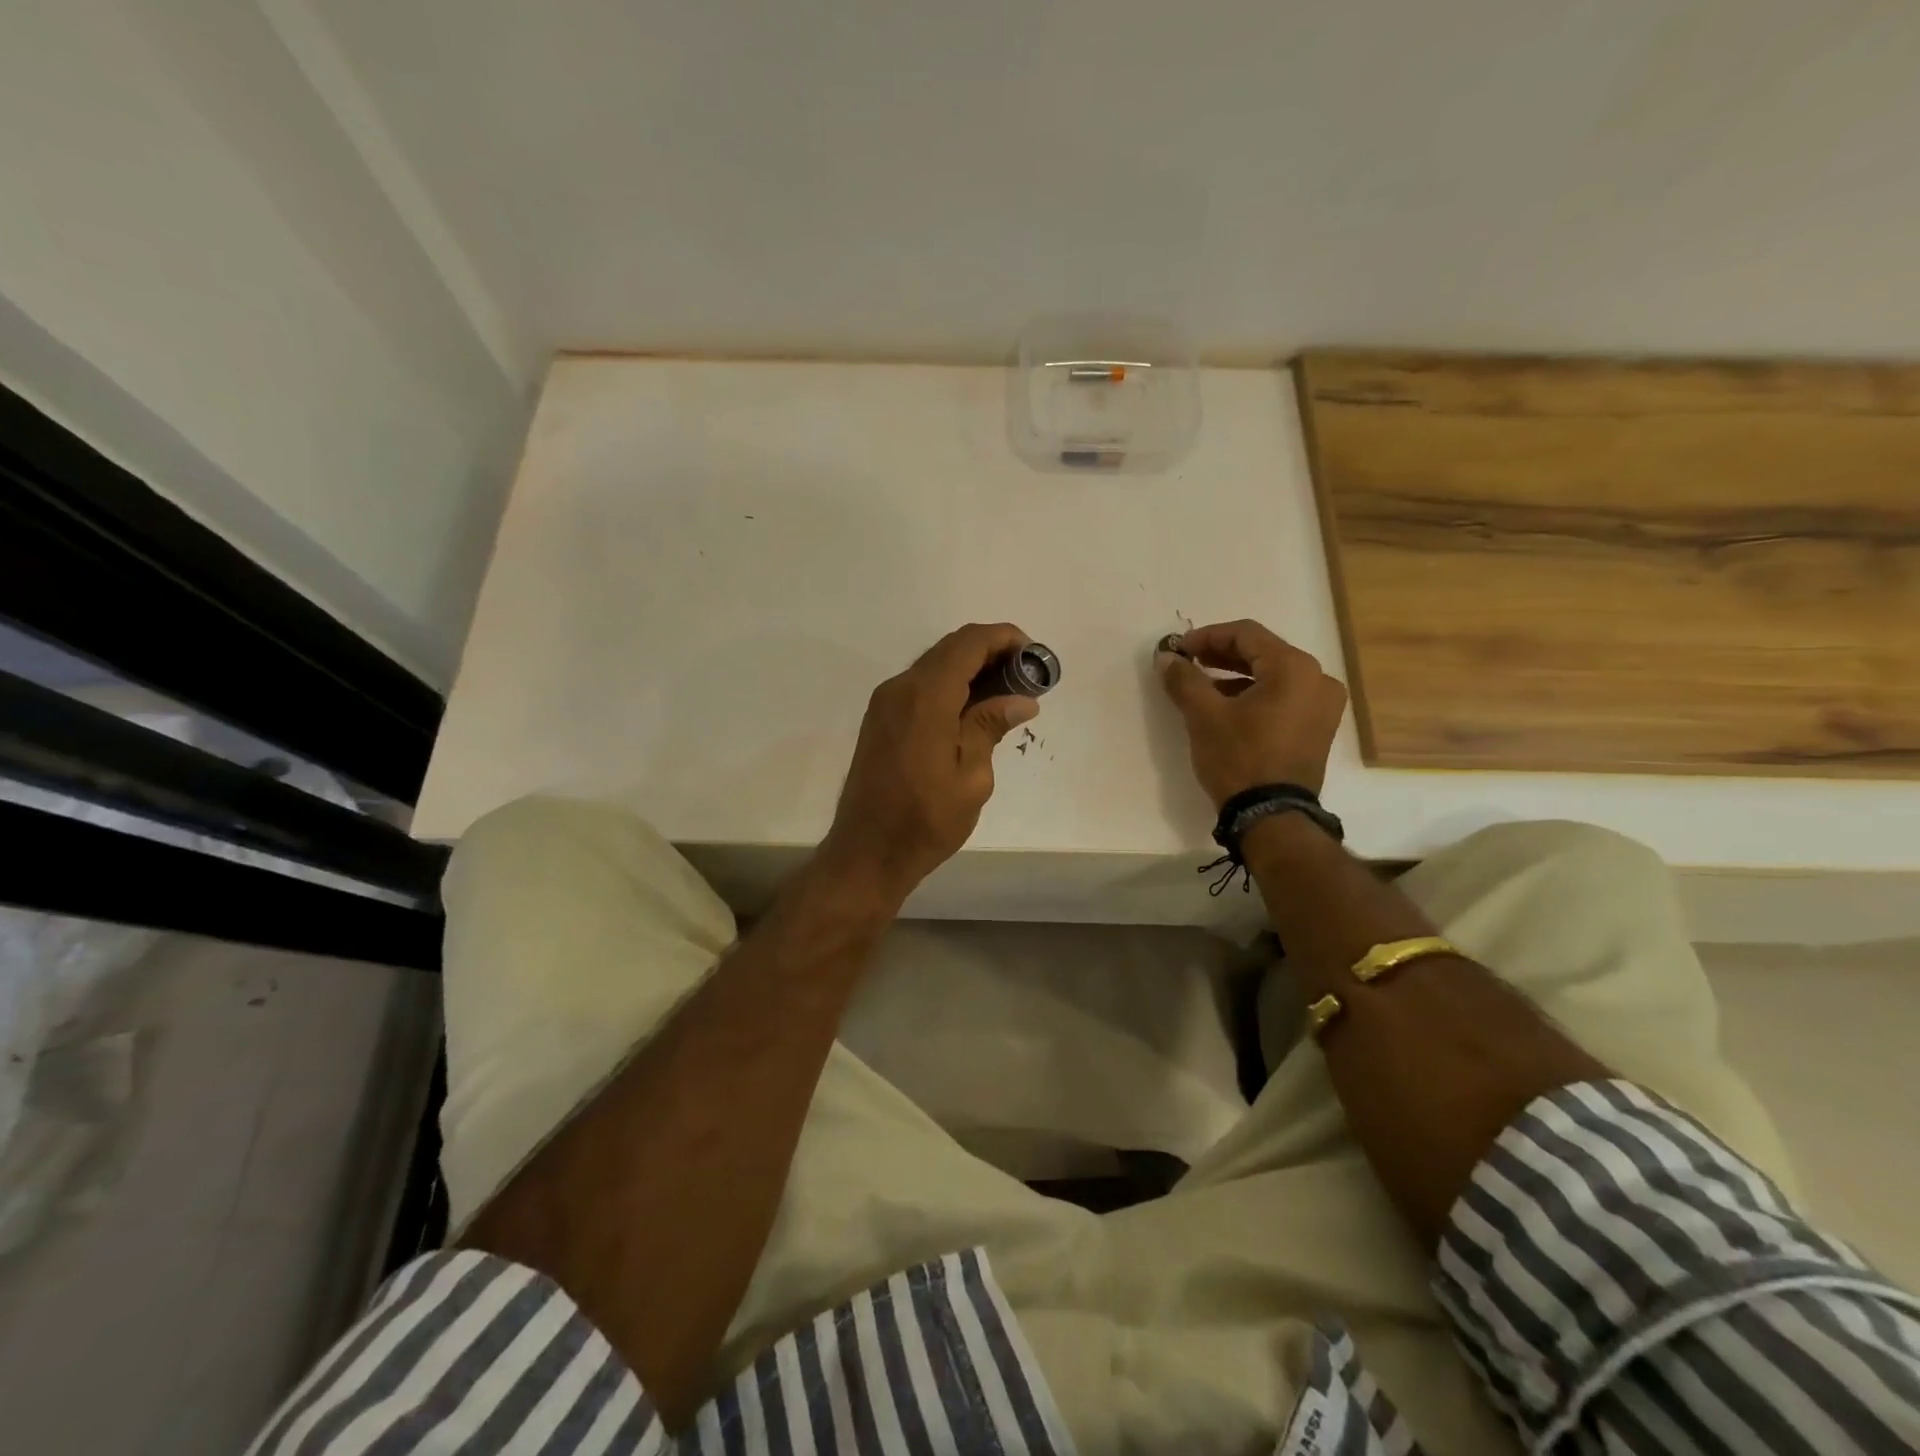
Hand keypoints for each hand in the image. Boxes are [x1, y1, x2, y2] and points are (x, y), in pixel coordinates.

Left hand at [823, 623, 1039, 903]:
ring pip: (934, 665)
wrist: (867, 851)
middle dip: (991, 653)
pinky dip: (950, 686)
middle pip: (951, 648)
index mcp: (925, 697)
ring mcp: (885, 702)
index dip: (1004, 638)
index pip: (969, 643)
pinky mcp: (880, 719)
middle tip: (1026, 679)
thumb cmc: (926, 820)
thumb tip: (1022, 699)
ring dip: (970, 669)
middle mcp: (900, 688)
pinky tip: (973, 711)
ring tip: (1006, 695)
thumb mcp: (971, 777)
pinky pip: (920, 686)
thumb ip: (990, 726)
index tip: (1034, 656)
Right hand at [1157, 619, 1346, 806]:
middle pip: (1262, 652)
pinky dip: (1254, 694)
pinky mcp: (1317, 727)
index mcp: (1294, 668)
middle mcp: (1317, 679)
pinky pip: (1283, 696)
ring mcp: (1323, 705)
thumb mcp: (1204, 716)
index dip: (1207, 636)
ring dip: (1235, 675)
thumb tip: (1165, 657)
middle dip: (1220, 655)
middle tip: (1187, 663)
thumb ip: (1184, 679)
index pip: (1246, 634)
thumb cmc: (1239, 758)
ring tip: (1201, 686)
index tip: (1178, 649)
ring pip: (1272, 675)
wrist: (1271, 816)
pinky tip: (1226, 706)